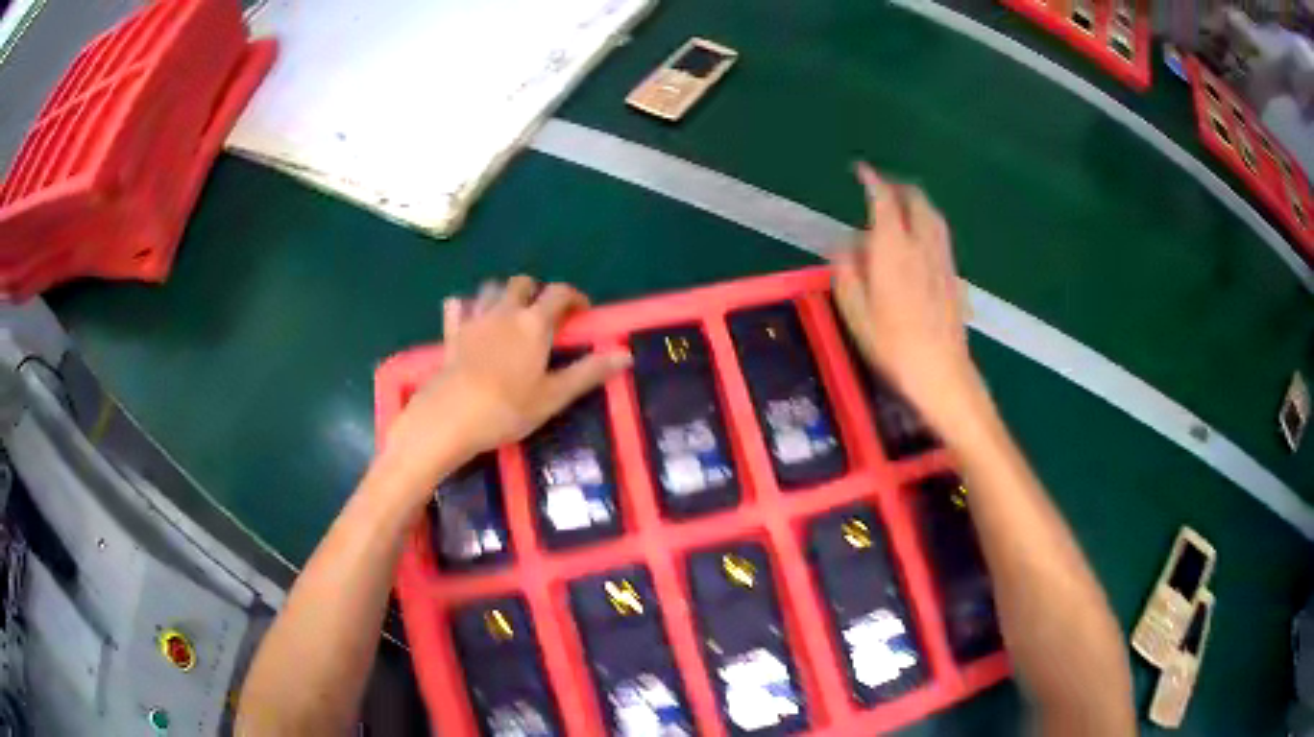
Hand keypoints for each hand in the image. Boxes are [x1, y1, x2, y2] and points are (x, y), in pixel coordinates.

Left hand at [383, 276, 630, 489]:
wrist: (450, 417)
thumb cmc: (507, 408)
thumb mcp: (554, 396)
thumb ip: (589, 372)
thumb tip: (626, 355)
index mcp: (534, 324)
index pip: (559, 293)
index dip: (574, 297)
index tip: (582, 311)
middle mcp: (505, 311)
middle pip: (522, 283)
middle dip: (536, 291)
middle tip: (543, 314)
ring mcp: (474, 319)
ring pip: (490, 288)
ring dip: (502, 293)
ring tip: (509, 314)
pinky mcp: (451, 332)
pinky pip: (457, 305)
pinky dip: (466, 306)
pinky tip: (470, 319)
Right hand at [833, 163, 983, 426]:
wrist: (942, 373)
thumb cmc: (894, 347)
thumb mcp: (856, 314)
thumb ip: (848, 273)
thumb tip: (844, 246)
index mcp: (893, 251)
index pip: (884, 202)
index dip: (872, 181)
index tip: (861, 170)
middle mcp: (921, 246)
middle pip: (915, 200)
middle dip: (898, 186)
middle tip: (881, 186)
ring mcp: (942, 259)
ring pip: (933, 215)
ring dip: (916, 201)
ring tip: (902, 202)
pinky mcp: (953, 275)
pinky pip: (941, 234)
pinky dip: (928, 221)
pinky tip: (921, 235)